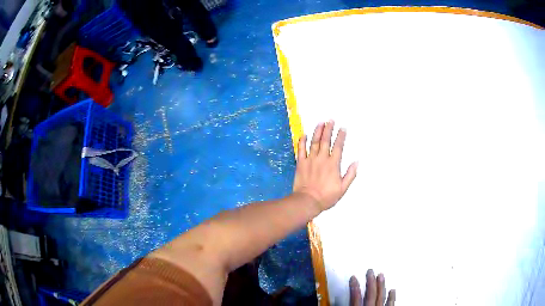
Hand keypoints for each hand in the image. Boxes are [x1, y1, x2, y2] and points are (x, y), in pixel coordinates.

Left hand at [293, 121, 357, 210]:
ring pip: (314, 142)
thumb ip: (350, 174)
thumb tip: (356, 162)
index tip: (343, 128)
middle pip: (326, 140)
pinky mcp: (300, 163)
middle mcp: (322, 159)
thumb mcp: (343, 188)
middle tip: (331, 120)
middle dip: (329, 129)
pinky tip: (304, 134)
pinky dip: (302, 141)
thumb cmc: (326, 196)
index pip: (338, 146)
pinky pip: (301, 149)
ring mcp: (310, 160)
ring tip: (320, 123)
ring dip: (317, 131)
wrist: (307, 201)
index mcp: (333, 164)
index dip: (341, 136)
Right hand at [350, 270, 395, 305]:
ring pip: (381, 296)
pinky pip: (390, 303)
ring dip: (381, 285)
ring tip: (381, 275)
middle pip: (371, 294)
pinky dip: (391, 297)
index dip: (354, 287)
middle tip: (370, 271)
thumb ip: (350, 304)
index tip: (354, 278)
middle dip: (370, 281)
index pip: (356, 298)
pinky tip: (392, 290)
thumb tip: (339, 302)